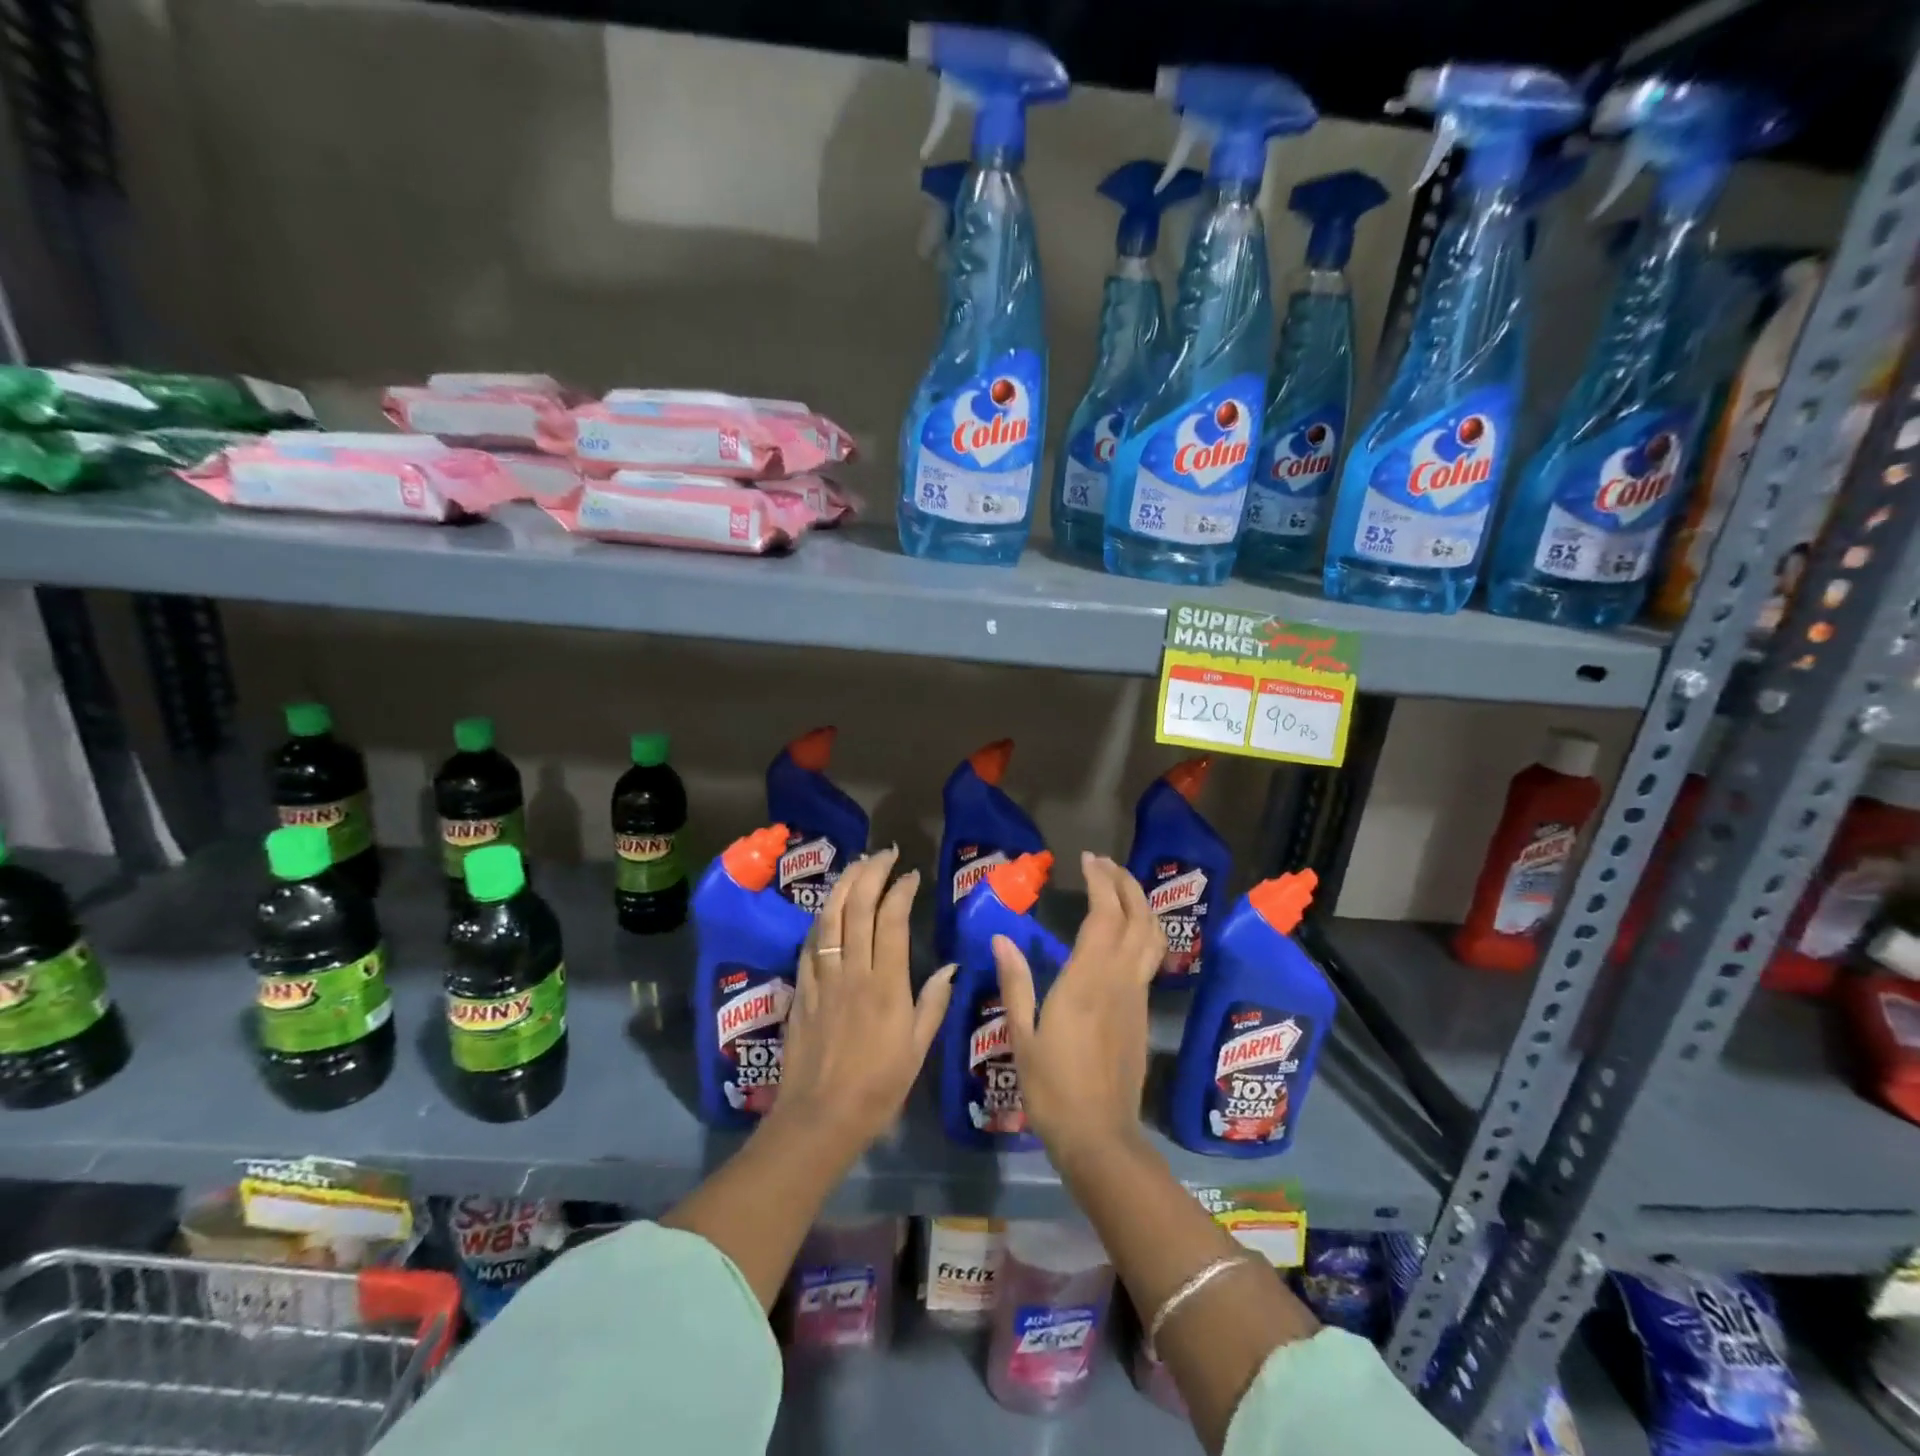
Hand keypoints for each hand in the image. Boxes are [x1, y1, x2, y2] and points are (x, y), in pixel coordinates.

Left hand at [774, 847, 954, 1151]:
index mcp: (886, 985)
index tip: (910, 874)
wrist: (820, 1118)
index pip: (891, 921)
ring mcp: (823, 979)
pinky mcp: (802, 990)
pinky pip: (809, 944)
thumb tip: (950, 966)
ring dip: (842, 886)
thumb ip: (933, 1002)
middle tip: (883, 854)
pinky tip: (828, 908)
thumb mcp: (918, 1049)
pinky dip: (820, 919)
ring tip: (856, 865)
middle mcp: (853, 972)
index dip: (900, 891)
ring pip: (829, 919)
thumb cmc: (878, 1088)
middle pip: (858, 909)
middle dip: (870, 874)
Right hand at [993, 852, 1165, 1164]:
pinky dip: (1141, 931)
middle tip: (1104, 864)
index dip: (1100, 882)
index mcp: (1087, 980)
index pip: (1104, 915)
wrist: (1099, 1137)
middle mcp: (1119, 980)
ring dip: (1140, 905)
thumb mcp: (1021, 1035)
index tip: (1088, 859)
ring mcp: (1136, 996)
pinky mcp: (1141, 1013)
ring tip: (1119, 888)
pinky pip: (1149, 958)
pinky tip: (1122, 933)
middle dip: (1125, 883)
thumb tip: (1001, 939)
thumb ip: (1015, 982)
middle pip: (1138, 918)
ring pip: (1152, 937)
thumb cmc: (1052, 1088)